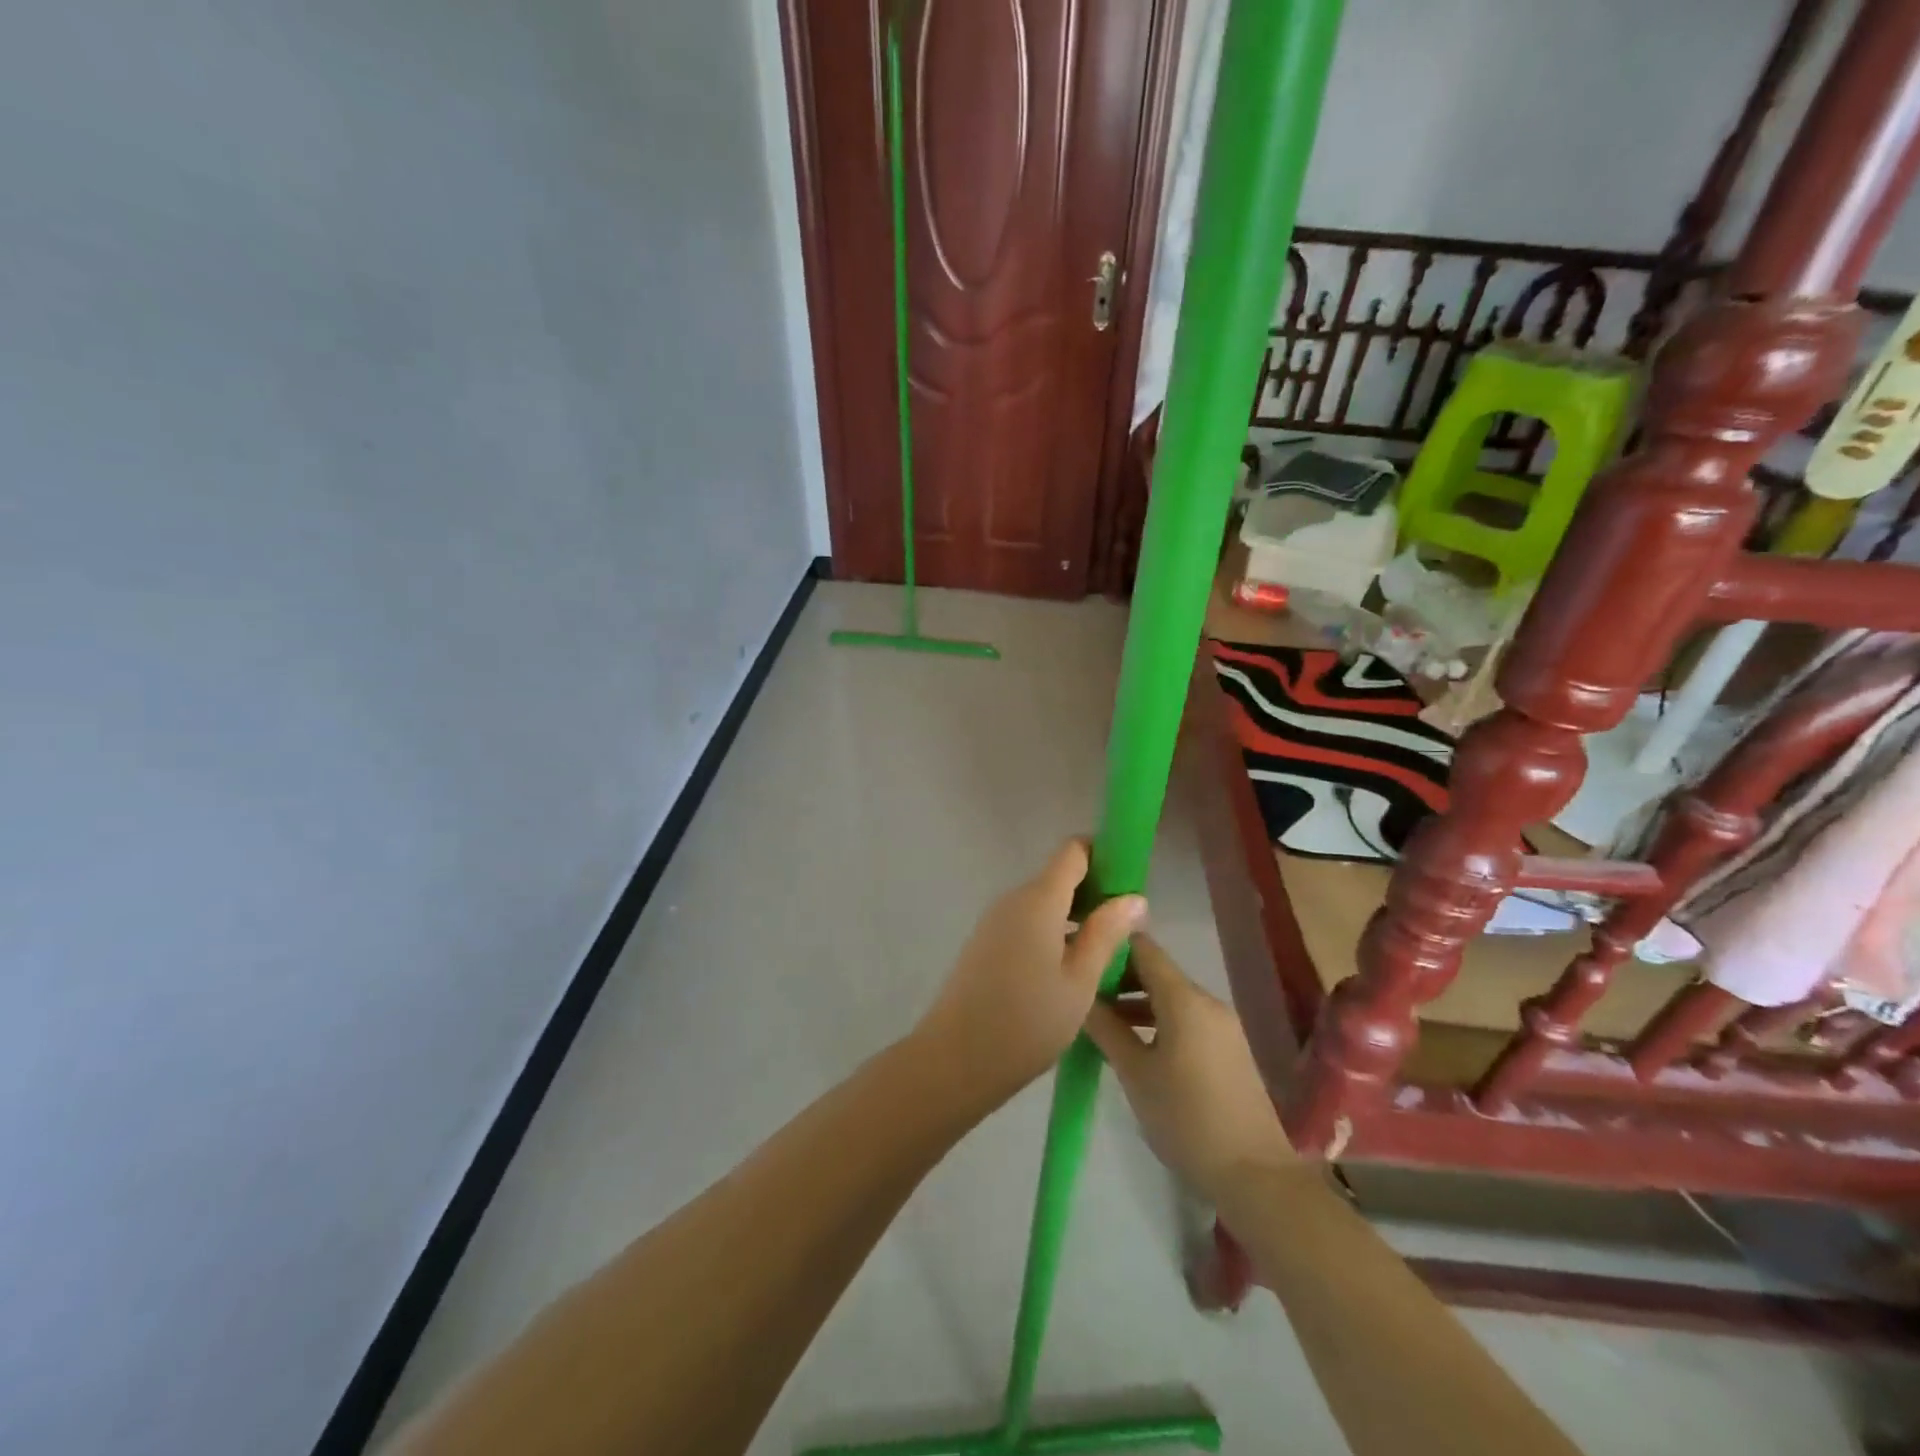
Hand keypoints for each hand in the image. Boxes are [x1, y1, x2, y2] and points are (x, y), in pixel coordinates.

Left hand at [914, 839, 1145, 1107]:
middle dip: (1095, 894)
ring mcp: (995, 921)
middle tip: (1126, 932)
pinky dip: (1052, 934)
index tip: (1130, 885)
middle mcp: (1013, 899)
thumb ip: (1107, 933)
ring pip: (1044, 903)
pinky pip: (1027, 923)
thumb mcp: (1080, 981)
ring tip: (1104, 957)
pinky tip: (1069, 972)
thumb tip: (1134, 896)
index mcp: (1038, 899)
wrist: (956, 1059)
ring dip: (1075, 918)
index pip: (1074, 851)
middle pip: (1059, 877)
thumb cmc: (1027, 1022)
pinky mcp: (986, 943)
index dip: (1104, 857)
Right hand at [1085, 937, 1294, 1199]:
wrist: (1255, 1175)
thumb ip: (1105, 1028)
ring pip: (1170, 996)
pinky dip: (1157, 1019)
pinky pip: (1185, 1017)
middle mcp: (1206, 1001)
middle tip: (1081, 992)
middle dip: (1118, 976)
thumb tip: (1080, 996)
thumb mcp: (1135, 1073)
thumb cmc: (1186, 1118)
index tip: (1078, 955)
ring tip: (1099, 1020)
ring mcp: (1221, 1024)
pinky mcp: (1228, 1048)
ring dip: (1135, 1000)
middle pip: (1155, 970)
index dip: (1108, 944)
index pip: (1142, 947)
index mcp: (1184, 998)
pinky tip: (1132, 1043)